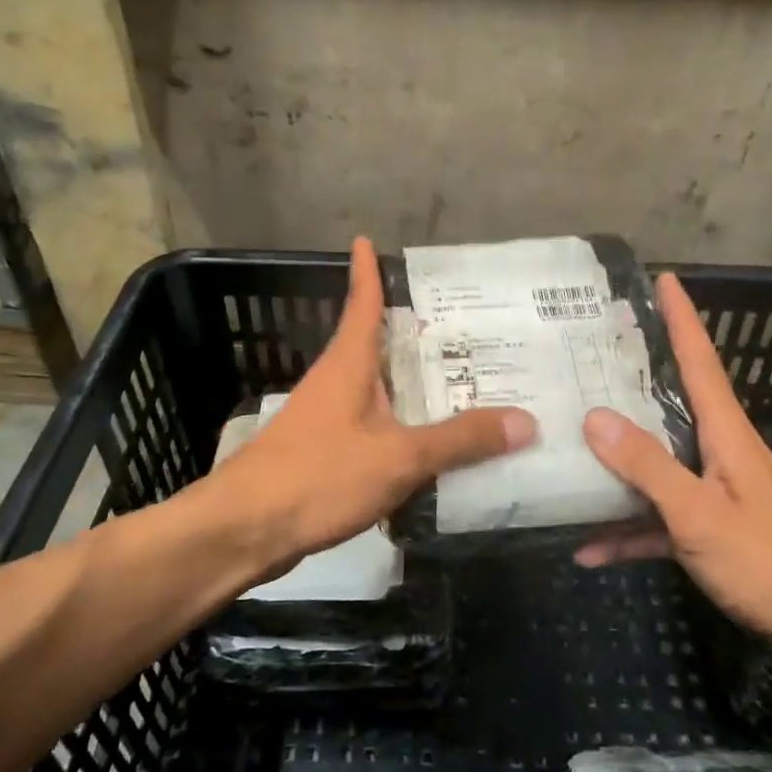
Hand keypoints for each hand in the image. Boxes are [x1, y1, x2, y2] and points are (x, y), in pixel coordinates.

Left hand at [194, 237, 535, 580]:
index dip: (367, 272)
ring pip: (377, 389)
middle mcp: (336, 382)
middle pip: (377, 345)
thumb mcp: (398, 456)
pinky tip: (428, 445)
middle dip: (415, 334)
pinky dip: (401, 425)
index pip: (362, 304)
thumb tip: (527, 420)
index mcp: (349, 364)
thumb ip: (460, 440)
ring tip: (461, 383)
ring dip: (411, 384)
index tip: (366, 240)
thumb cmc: (318, 475)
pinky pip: (373, 427)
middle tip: (468, 326)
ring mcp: (325, 419)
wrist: (244, 531)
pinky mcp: (323, 453)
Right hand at [575, 272, 771, 668]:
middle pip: (673, 402)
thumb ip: (647, 466)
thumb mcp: (698, 514)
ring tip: (569, 445)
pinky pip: (661, 517)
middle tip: (592, 353)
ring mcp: (715, 491)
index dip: (682, 318)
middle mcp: (720, 451)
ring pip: (659, 461)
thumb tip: (595, 416)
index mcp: (725, 433)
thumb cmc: (768, 563)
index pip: (700, 360)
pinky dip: (630, 528)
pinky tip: (590, 549)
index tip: (664, 279)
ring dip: (619, 459)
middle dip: (637, 375)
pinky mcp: (712, 529)